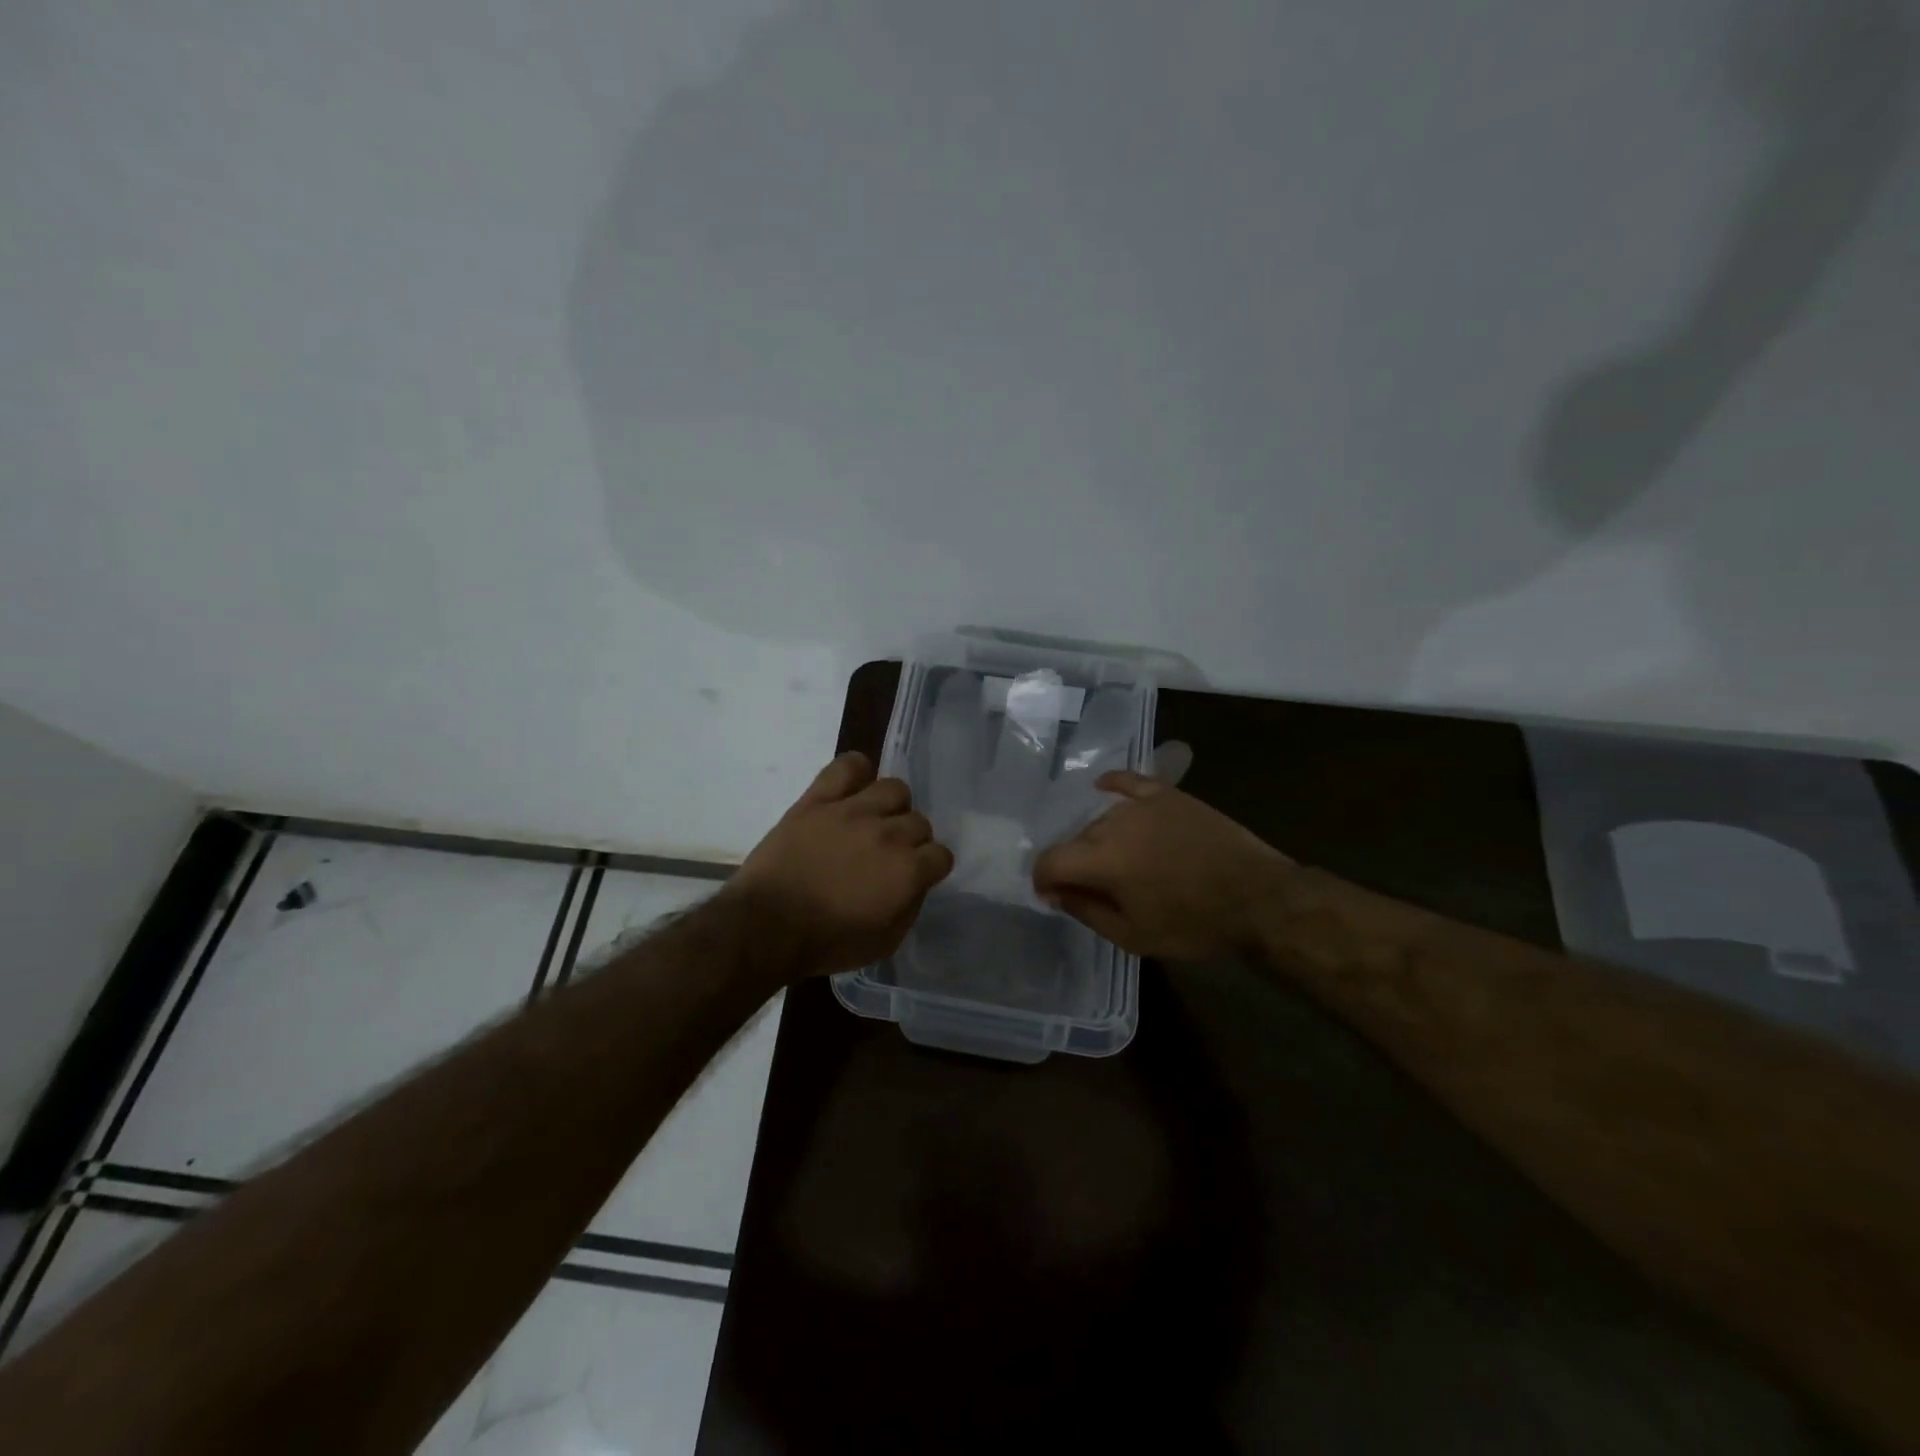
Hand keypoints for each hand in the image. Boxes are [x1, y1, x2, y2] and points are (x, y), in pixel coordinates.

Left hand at [730, 751, 953, 977]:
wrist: (765, 926)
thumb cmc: (826, 942)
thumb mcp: (883, 943)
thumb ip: (909, 908)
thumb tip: (916, 884)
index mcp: (907, 871)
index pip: (941, 855)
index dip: (930, 867)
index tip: (916, 876)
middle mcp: (888, 833)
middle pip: (919, 821)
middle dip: (911, 840)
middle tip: (890, 854)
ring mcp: (852, 811)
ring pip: (893, 788)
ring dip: (891, 806)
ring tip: (875, 820)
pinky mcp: (818, 799)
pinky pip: (847, 766)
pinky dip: (856, 770)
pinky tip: (853, 788)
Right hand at [1031, 770, 1290, 958]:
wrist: (1257, 897)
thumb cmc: (1194, 924)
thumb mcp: (1134, 936)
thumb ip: (1086, 910)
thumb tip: (1056, 892)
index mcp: (1101, 859)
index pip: (1050, 860)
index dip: (1043, 879)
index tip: (1053, 895)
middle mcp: (1113, 823)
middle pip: (1076, 840)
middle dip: (1076, 864)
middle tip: (1096, 888)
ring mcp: (1142, 805)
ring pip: (1102, 819)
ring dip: (1099, 840)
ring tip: (1121, 862)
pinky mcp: (1168, 795)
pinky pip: (1129, 782)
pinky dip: (1113, 785)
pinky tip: (1104, 788)